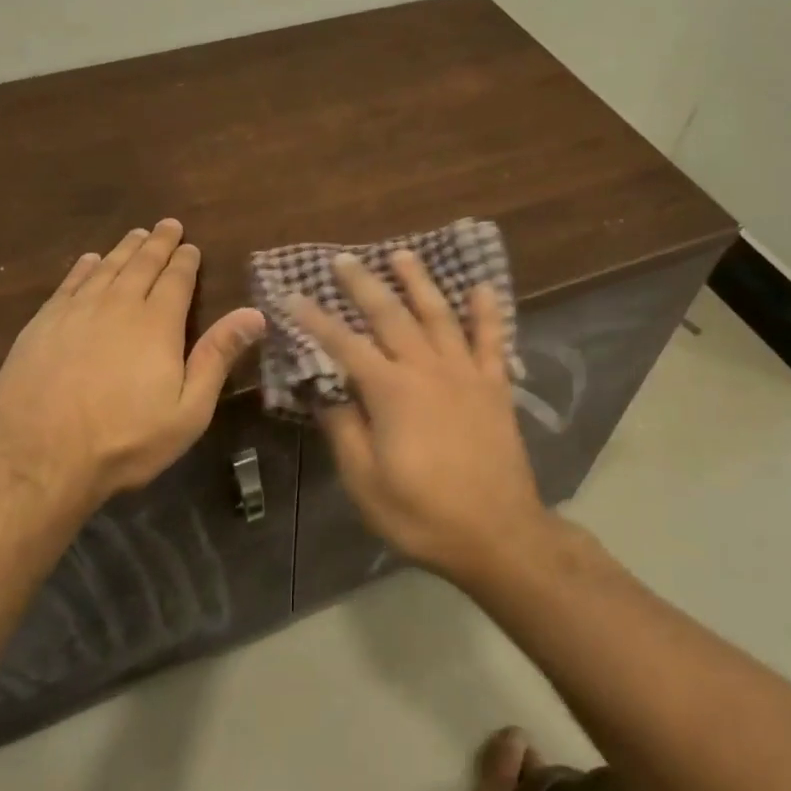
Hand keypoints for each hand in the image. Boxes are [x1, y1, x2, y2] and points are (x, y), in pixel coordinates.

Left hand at [0, 219, 265, 512]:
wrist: (41, 457)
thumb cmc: (126, 440)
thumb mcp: (188, 410)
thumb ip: (218, 357)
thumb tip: (255, 313)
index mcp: (157, 324)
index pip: (176, 280)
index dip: (185, 261)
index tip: (191, 246)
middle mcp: (117, 305)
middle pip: (141, 265)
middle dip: (158, 244)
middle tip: (167, 225)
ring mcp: (75, 312)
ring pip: (106, 268)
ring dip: (124, 249)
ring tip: (136, 235)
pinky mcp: (42, 324)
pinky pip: (69, 283)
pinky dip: (84, 268)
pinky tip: (90, 260)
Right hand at [286, 251, 546, 574]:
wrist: (498, 535)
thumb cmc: (422, 513)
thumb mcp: (365, 481)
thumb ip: (343, 429)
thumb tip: (323, 390)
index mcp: (391, 392)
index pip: (344, 345)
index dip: (315, 320)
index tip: (292, 296)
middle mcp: (427, 370)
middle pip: (391, 316)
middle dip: (363, 285)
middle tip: (343, 259)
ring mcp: (466, 374)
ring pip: (439, 316)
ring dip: (419, 283)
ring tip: (402, 255)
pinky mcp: (495, 387)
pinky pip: (492, 340)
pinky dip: (487, 312)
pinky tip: (482, 288)